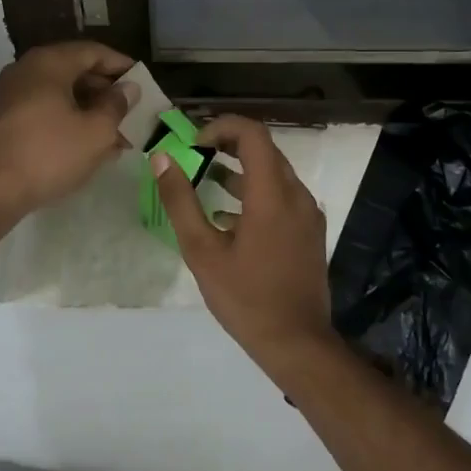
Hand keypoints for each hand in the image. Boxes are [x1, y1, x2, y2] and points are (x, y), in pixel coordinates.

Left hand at [0, 41, 135, 221]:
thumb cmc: (50, 154)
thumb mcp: (96, 131)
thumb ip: (117, 105)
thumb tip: (128, 88)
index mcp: (49, 63)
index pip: (93, 52)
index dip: (122, 66)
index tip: (144, 83)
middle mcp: (27, 70)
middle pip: (76, 71)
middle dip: (107, 94)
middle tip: (133, 114)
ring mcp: (13, 94)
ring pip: (62, 94)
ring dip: (91, 111)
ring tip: (118, 138)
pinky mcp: (7, 119)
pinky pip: (47, 110)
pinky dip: (70, 121)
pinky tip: (91, 146)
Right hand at [152, 116, 331, 368]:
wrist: (297, 343)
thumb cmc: (245, 297)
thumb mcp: (202, 251)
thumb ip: (180, 201)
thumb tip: (161, 159)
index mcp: (271, 194)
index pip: (252, 134)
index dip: (221, 127)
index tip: (194, 143)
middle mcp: (296, 195)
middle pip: (265, 149)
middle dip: (228, 145)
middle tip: (196, 155)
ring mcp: (308, 214)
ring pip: (274, 173)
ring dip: (241, 169)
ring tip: (207, 180)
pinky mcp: (310, 232)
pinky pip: (282, 196)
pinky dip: (255, 193)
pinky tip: (229, 218)